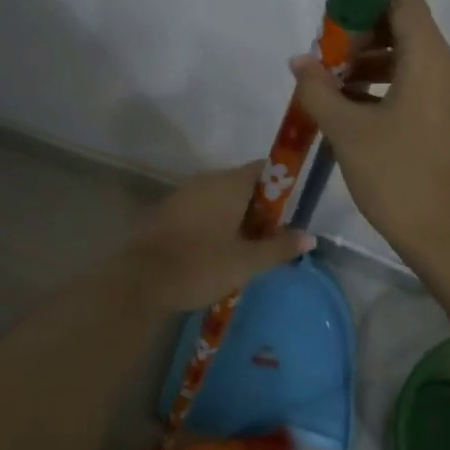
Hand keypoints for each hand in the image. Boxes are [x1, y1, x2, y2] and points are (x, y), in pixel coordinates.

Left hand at [122, 163, 312, 314]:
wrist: (140, 281)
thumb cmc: (199, 266)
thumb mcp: (246, 262)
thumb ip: (279, 247)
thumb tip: (310, 237)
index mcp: (228, 183)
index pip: (264, 169)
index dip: (281, 186)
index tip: (289, 212)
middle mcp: (206, 180)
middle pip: (243, 183)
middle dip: (260, 207)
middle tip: (271, 238)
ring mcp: (183, 193)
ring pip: (220, 197)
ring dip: (236, 216)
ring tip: (246, 248)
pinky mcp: (167, 210)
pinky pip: (201, 208)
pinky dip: (214, 222)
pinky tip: (217, 250)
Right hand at [289, 0, 449, 272]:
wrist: (448, 238)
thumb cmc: (397, 177)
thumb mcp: (348, 132)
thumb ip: (319, 89)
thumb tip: (299, 61)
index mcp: (430, 60)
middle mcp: (449, 68)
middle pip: (406, 25)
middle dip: (361, 29)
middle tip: (323, 48)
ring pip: (410, 56)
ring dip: (370, 59)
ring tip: (330, 80)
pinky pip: (417, 81)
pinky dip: (386, 82)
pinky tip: (352, 104)